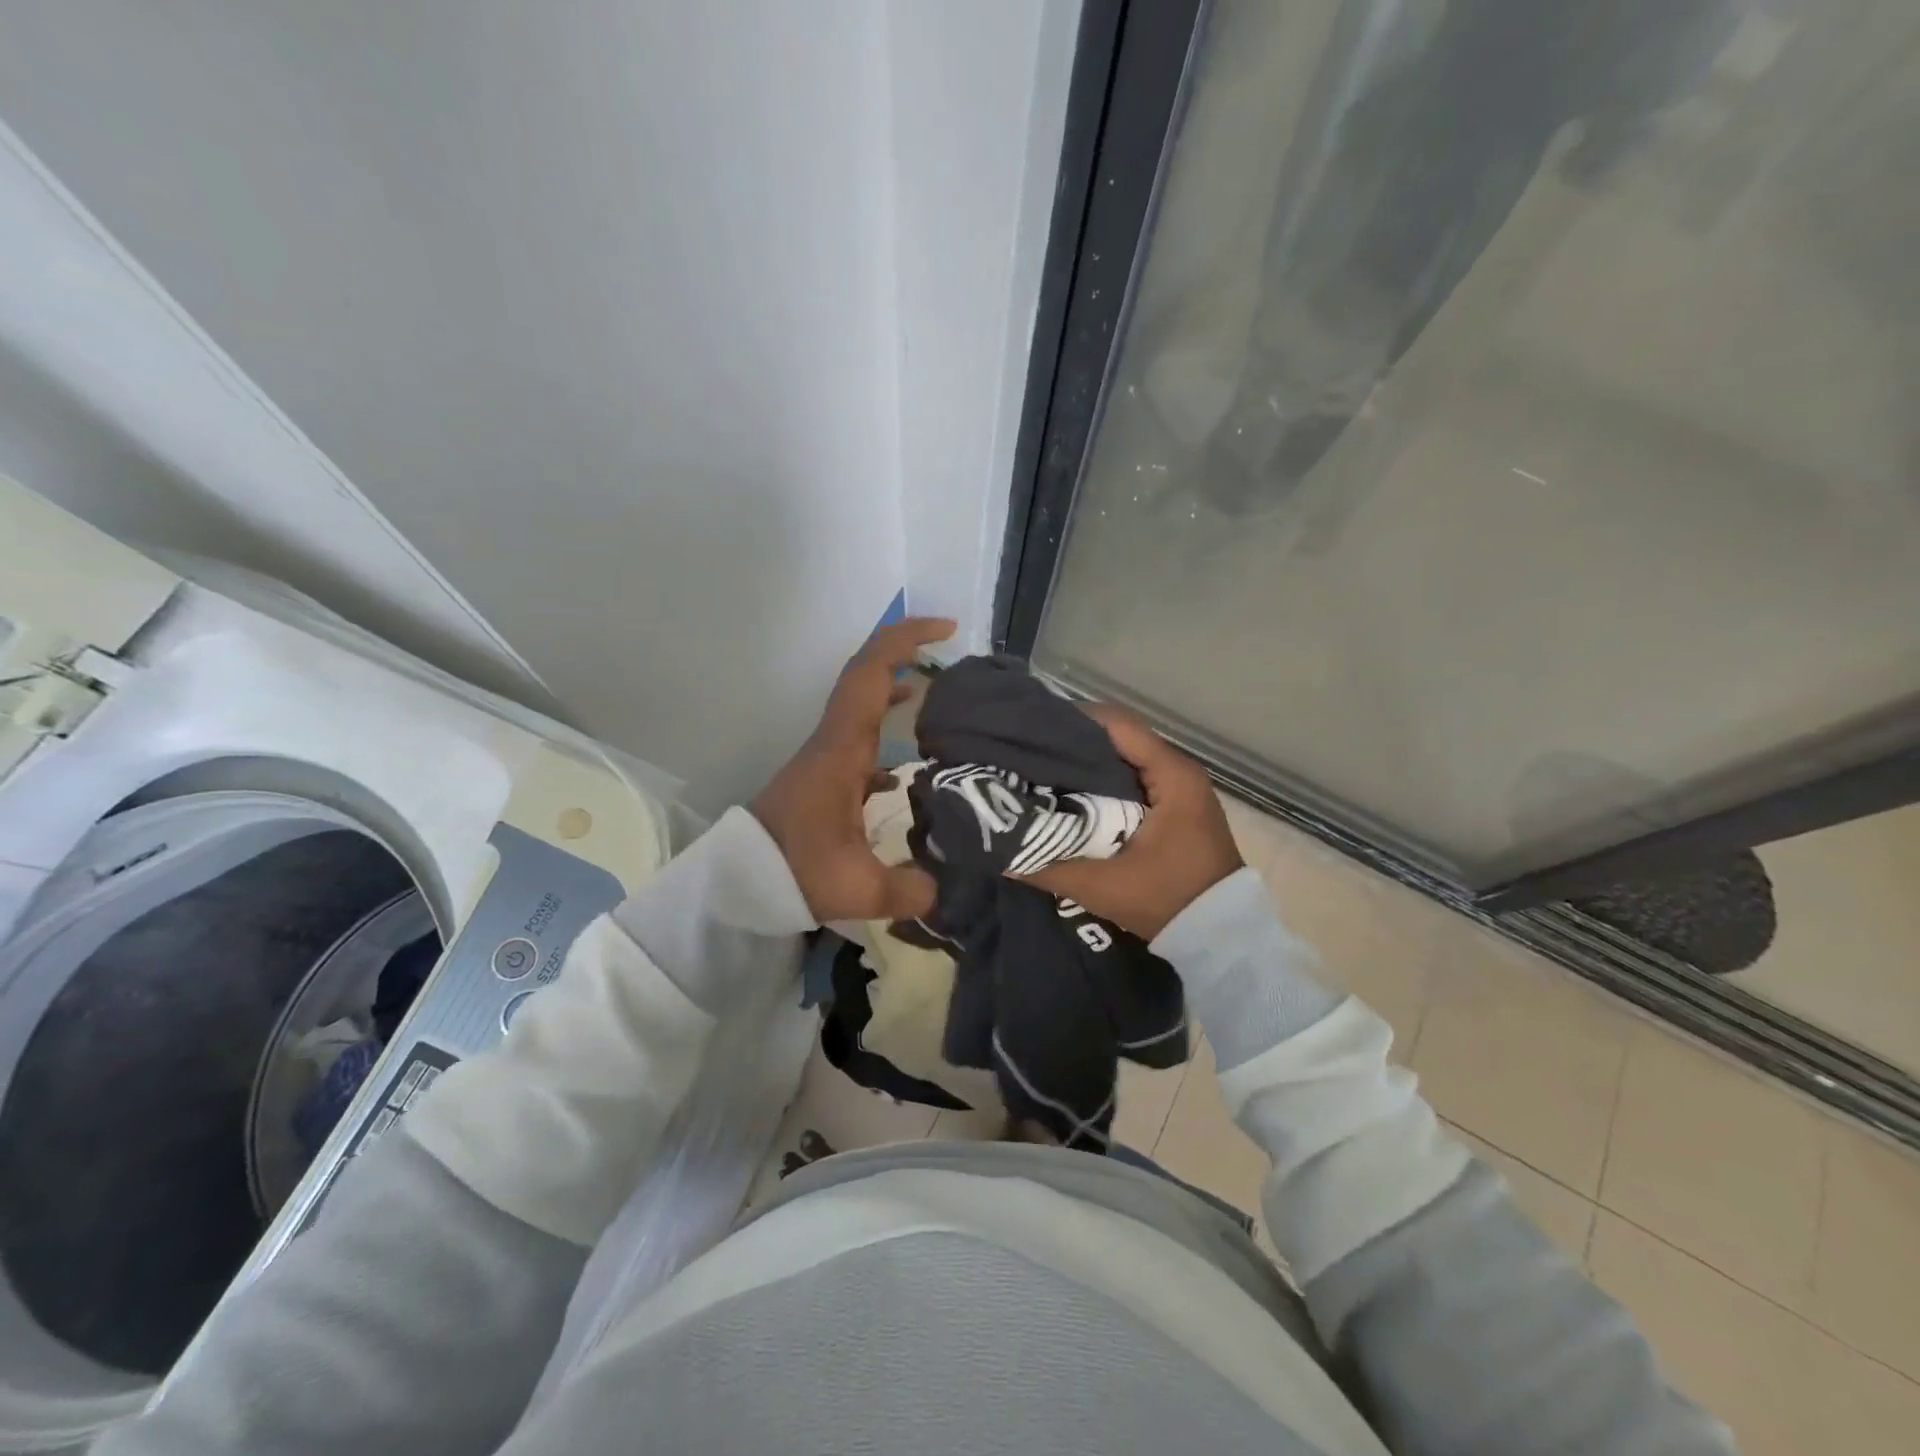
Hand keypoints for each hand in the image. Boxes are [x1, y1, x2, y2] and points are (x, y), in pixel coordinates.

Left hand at [752, 617, 953, 922]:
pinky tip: (907, 768)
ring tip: (936, 695)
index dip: (905, 641)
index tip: (945, 629)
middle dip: (905, 652)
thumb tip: (945, 889)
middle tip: (948, 649)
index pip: (871, 674)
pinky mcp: (823, 780)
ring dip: (894, 689)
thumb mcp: (859, 888)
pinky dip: (885, 732)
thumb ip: (912, 888)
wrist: (737, 883)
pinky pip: (860, 739)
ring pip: (862, 706)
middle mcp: (834, 742)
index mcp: (843, 749)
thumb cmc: (793, 872)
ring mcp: (826, 758)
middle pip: (866, 676)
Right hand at [1019, 704, 1242, 939]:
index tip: (1031, 730)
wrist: (1220, 935)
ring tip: (1040, 770)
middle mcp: (1178, 770)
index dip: (1072, 722)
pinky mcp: (1175, 805)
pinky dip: (1102, 781)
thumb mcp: (1102, 886)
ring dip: (1086, 762)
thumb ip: (1048, 865)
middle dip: (1072, 742)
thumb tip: (998, 850)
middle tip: (1027, 752)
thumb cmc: (1167, 900)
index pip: (1116, 724)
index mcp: (1171, 774)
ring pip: (1124, 757)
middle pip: (1117, 737)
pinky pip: (1132, 778)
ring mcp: (1179, 787)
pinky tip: (1071, 795)